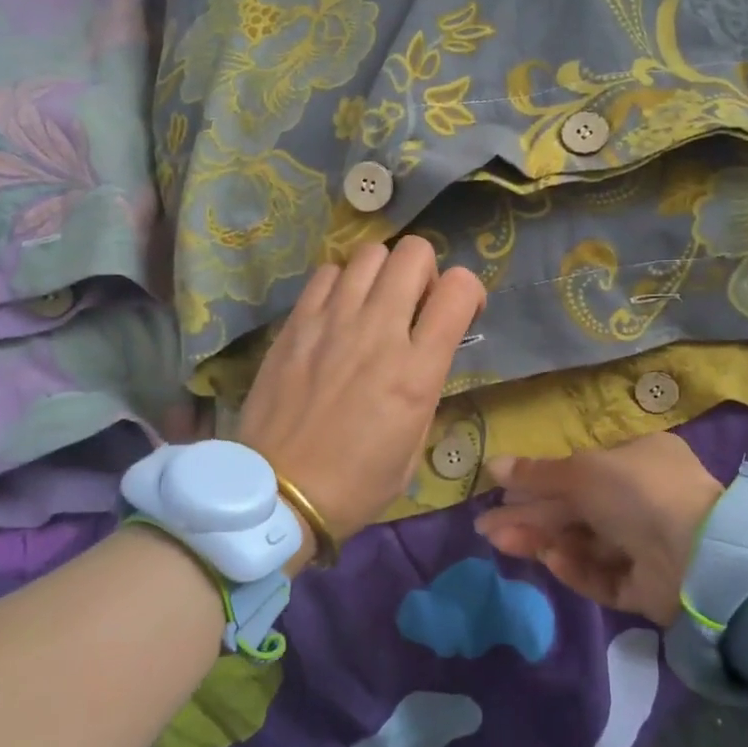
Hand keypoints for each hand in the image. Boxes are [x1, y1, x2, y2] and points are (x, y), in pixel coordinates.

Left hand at [235, 238, 483, 554]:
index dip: (469, 291)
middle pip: (414, 253)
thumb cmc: (356, 484)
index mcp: (416, 371)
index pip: (460, 289)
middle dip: (425, 271)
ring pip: (370, 253)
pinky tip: (338, 311)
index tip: (459, 313)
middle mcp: (378, 332)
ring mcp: (332, 321)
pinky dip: (342, 282)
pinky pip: (327, 273)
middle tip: (414, 303)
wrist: (278, 494)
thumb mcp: (413, 447)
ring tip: (375, 303)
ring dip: (383, 273)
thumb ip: (426, 389)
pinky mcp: (296, 323)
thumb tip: (424, 355)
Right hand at [475, 434, 724, 626]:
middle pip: (576, 509)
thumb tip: (491, 465)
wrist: (698, 554)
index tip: (504, 493)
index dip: (540, 481)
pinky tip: (551, 560)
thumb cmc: (637, 491)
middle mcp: (644, 500)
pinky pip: (605, 575)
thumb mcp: (581, 472)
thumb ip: (536, 474)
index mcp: (638, 460)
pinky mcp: (648, 587)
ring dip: (545, 540)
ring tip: (502, 542)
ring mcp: (648, 545)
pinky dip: (578, 568)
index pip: (580, 471)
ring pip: (585, 543)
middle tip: (487, 526)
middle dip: (532, 516)